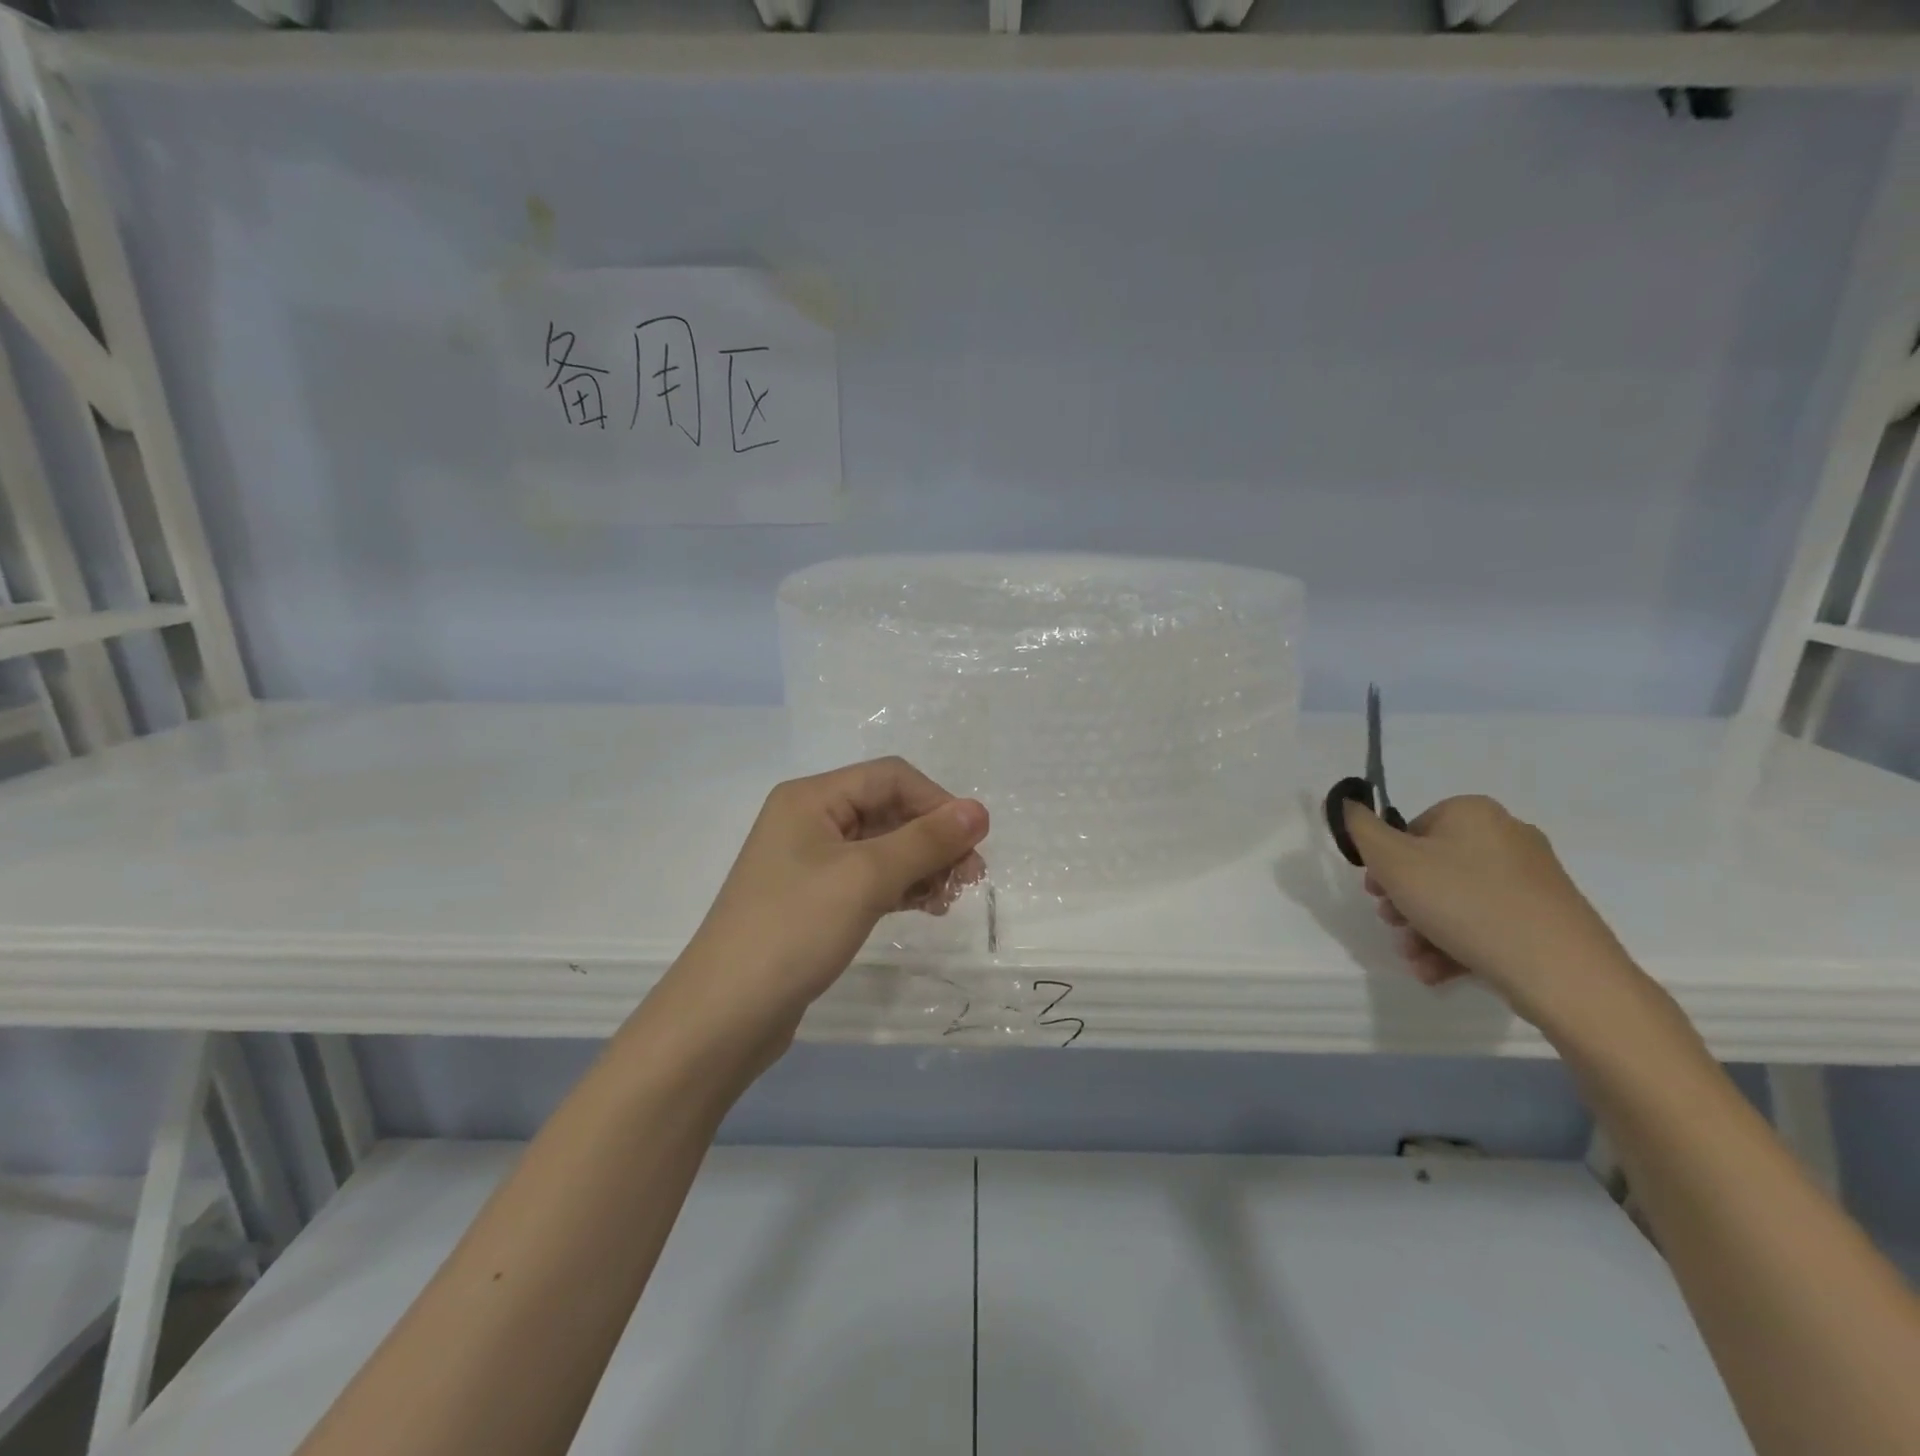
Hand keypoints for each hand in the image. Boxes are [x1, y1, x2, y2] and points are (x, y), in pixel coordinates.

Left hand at [672, 758, 988, 1039]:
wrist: (725, 1015)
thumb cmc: (794, 930)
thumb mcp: (865, 878)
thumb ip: (925, 841)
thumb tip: (980, 811)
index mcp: (812, 798)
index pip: (891, 778)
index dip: (937, 803)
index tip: (974, 843)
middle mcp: (810, 820)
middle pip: (889, 810)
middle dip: (933, 838)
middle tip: (970, 878)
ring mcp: (810, 862)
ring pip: (883, 847)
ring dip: (922, 864)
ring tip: (949, 899)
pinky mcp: (815, 899)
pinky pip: (869, 878)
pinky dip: (901, 887)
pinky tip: (925, 907)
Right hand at [1343, 795, 1645, 1032]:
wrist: (1562, 972)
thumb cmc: (1464, 903)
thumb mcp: (1393, 862)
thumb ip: (1361, 829)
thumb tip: (1347, 802)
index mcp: (1472, 813)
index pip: (1409, 831)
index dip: (1384, 865)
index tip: (1376, 895)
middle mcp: (1506, 836)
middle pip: (1432, 867)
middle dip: (1404, 902)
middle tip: (1392, 927)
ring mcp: (1532, 878)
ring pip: (1456, 899)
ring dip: (1423, 929)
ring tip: (1415, 960)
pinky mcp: (1546, 916)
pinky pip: (1486, 922)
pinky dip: (1456, 944)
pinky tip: (1436, 972)